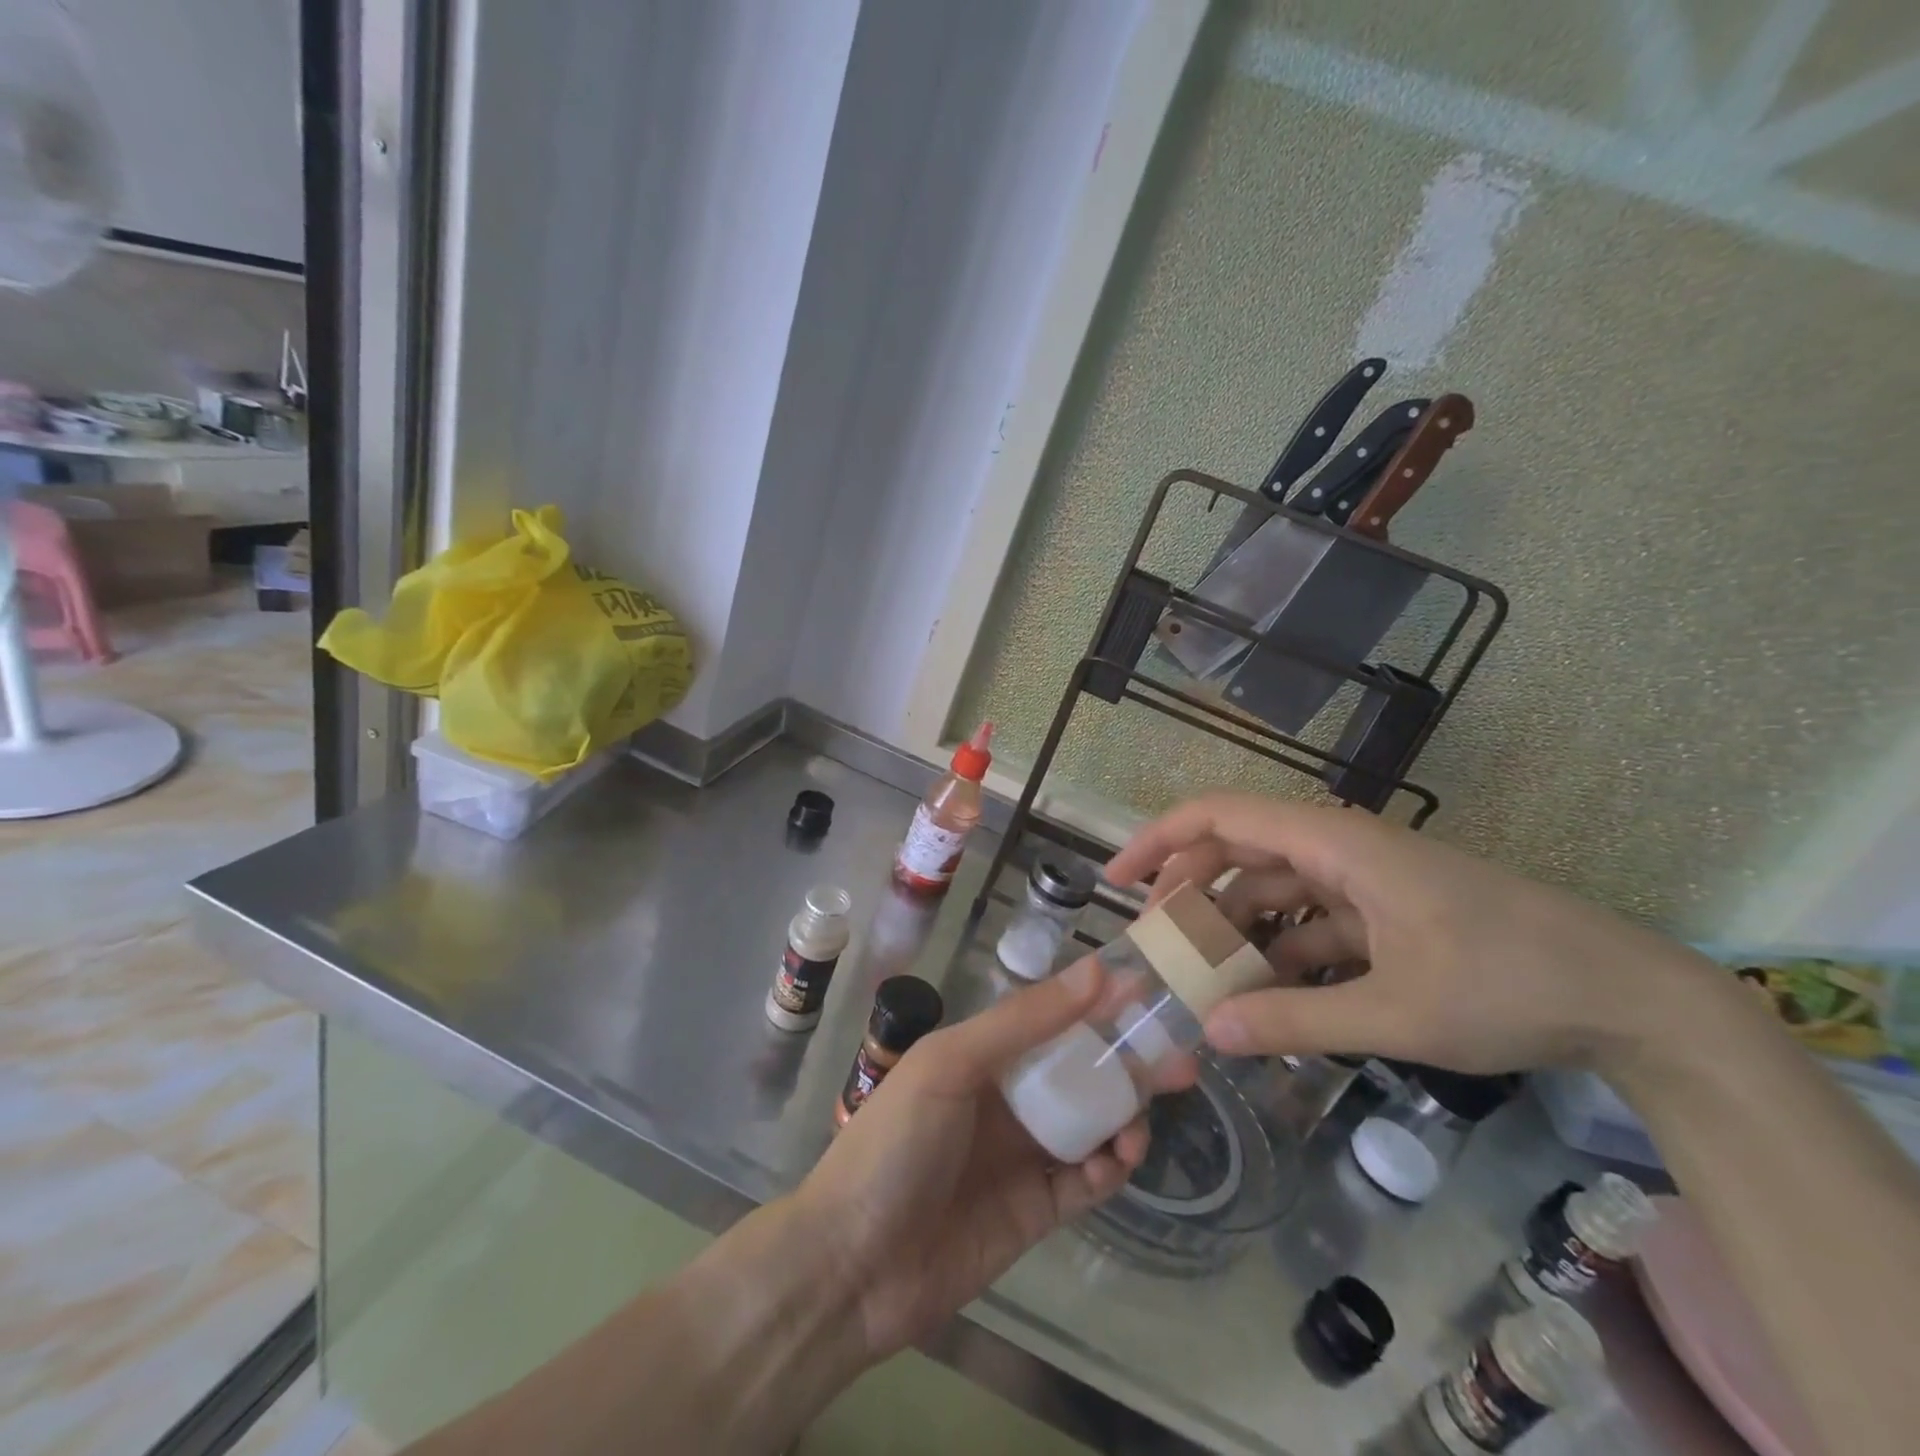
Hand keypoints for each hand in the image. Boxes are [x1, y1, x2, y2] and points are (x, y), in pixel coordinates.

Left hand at [793, 959, 1150, 1359]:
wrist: (853, 1266)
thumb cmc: (896, 1144)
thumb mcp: (952, 1064)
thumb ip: (1024, 1021)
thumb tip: (1096, 971)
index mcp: (983, 1055)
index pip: (1052, 1018)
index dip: (1098, 1004)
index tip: (1150, 992)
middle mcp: (1007, 1098)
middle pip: (1080, 1071)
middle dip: (1127, 1063)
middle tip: (1180, 1061)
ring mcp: (1023, 1154)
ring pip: (1091, 1123)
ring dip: (1124, 1116)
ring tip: (1141, 1121)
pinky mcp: (1036, 1210)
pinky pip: (1086, 1182)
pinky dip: (1110, 1169)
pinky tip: (1118, 1160)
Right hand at [1105, 795, 1720, 1077]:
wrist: (1630, 999)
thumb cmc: (1509, 985)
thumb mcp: (1395, 1011)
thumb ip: (1294, 1021)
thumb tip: (1207, 1032)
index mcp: (1335, 844)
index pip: (1222, 817)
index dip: (1160, 840)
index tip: (1117, 881)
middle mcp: (1340, 848)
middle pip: (1238, 850)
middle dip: (1188, 889)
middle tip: (1154, 941)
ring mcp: (1363, 880)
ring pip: (1272, 888)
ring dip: (1234, 926)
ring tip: (1200, 978)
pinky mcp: (1384, 912)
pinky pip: (1309, 920)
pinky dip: (1279, 950)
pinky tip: (1263, 995)